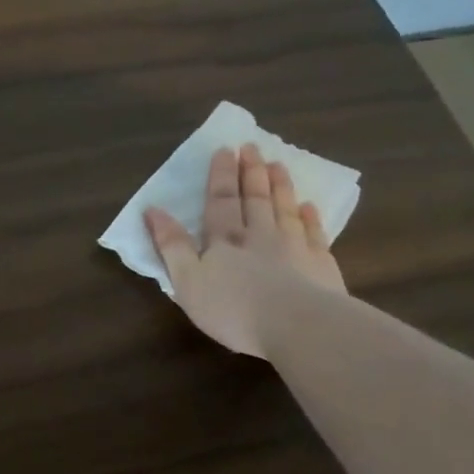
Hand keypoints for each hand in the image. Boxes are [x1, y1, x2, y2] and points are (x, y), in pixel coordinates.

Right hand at [145, 143, 346, 357]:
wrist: (298, 326)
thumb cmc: (233, 308)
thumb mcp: (187, 281)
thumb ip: (171, 245)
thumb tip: (152, 210)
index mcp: (225, 240)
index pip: (221, 200)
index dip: (221, 175)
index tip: (224, 150)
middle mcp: (260, 235)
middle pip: (255, 198)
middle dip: (251, 172)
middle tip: (252, 147)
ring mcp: (295, 248)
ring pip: (285, 209)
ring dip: (280, 186)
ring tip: (278, 165)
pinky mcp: (321, 266)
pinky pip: (315, 234)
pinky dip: (311, 218)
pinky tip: (309, 206)